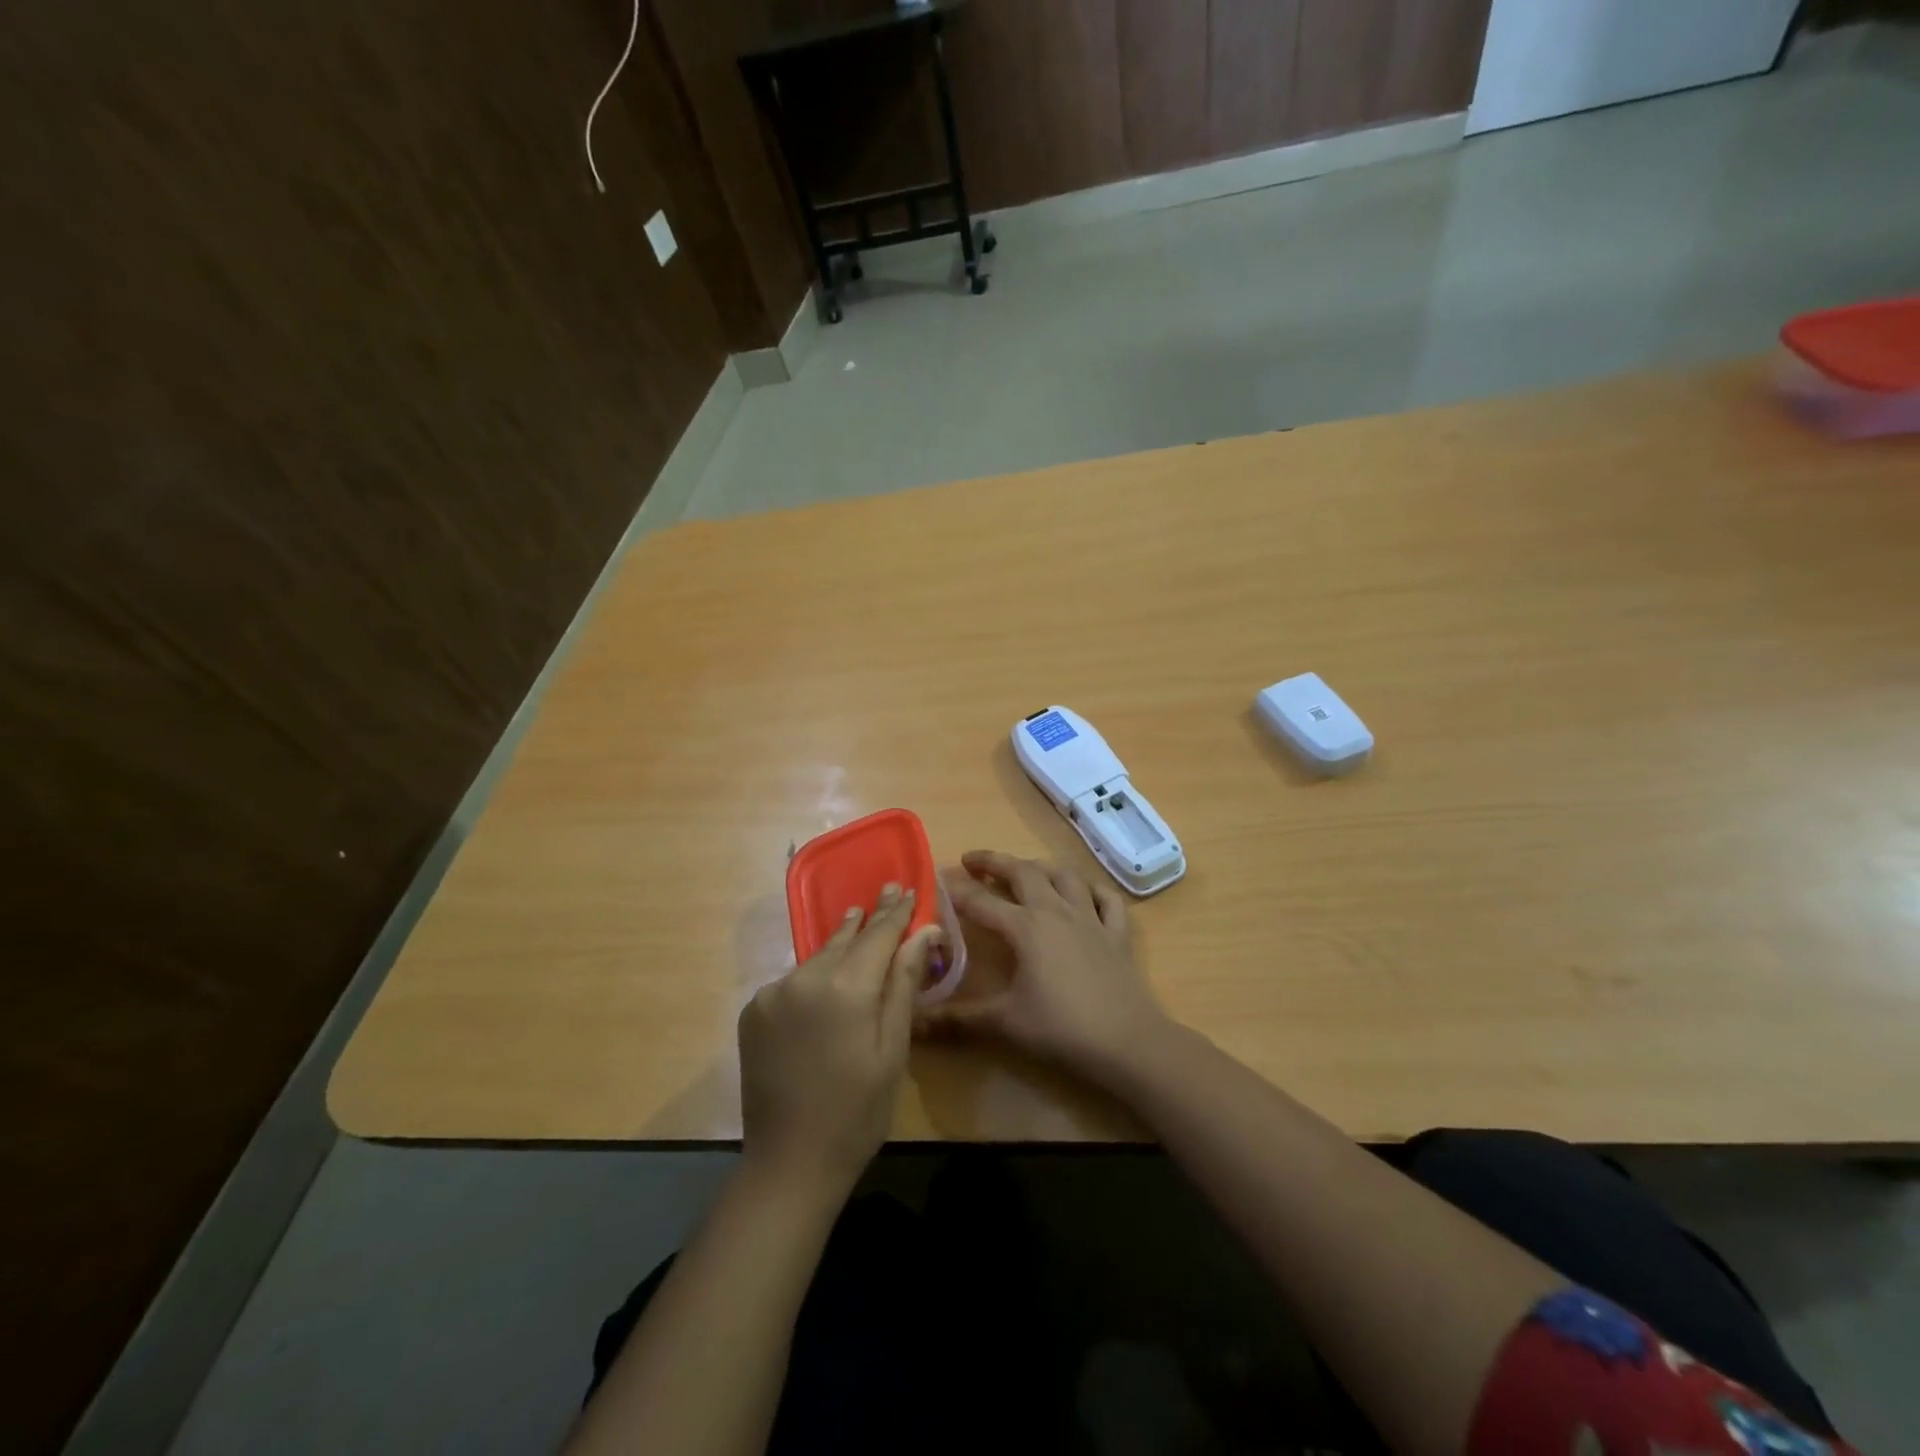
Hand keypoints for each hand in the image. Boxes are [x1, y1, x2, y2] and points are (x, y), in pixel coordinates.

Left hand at [739, 885, 939, 1197]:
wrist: (789, 1163)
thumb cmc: (858, 1110)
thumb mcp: (893, 1048)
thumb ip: (904, 984)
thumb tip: (924, 931)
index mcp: (845, 987)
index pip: (878, 935)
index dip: (895, 912)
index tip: (906, 887)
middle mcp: (805, 978)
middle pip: (845, 940)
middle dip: (869, 919)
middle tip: (886, 891)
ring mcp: (773, 993)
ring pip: (818, 958)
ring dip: (840, 943)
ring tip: (856, 919)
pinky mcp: (754, 1010)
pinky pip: (793, 981)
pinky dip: (813, 974)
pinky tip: (825, 978)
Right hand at [920, 850, 1172, 1084]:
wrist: (1127, 1041)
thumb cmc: (1062, 1028)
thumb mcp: (1005, 1023)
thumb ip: (959, 1019)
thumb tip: (915, 1023)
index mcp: (1026, 927)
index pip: (982, 902)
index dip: (957, 891)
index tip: (937, 881)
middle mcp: (1056, 911)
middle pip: (1023, 873)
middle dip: (995, 861)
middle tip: (972, 860)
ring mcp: (1090, 918)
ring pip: (1064, 876)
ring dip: (1040, 867)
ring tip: (1025, 870)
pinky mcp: (1117, 933)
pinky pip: (1106, 899)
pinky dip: (1092, 890)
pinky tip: (1083, 894)